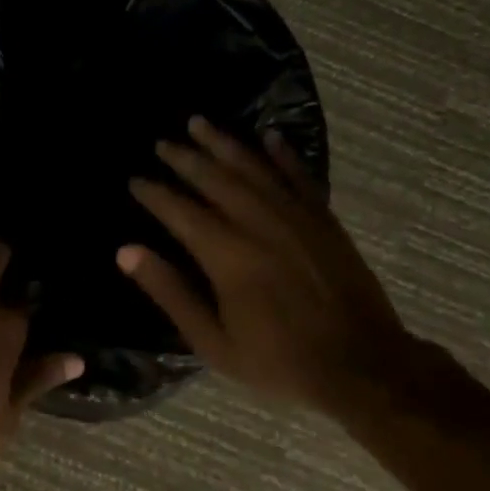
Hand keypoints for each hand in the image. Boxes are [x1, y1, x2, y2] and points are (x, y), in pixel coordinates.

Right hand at [118, 117, 421, 415]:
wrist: (363, 367)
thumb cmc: (278, 361)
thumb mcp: (212, 341)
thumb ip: (170, 292)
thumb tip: (126, 252)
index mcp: (227, 255)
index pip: (180, 212)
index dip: (155, 194)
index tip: (135, 180)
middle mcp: (259, 224)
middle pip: (215, 180)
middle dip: (185, 158)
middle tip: (162, 142)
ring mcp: (297, 218)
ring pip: (254, 169)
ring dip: (224, 144)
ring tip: (200, 123)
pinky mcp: (325, 221)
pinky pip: (300, 177)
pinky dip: (283, 155)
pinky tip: (269, 136)